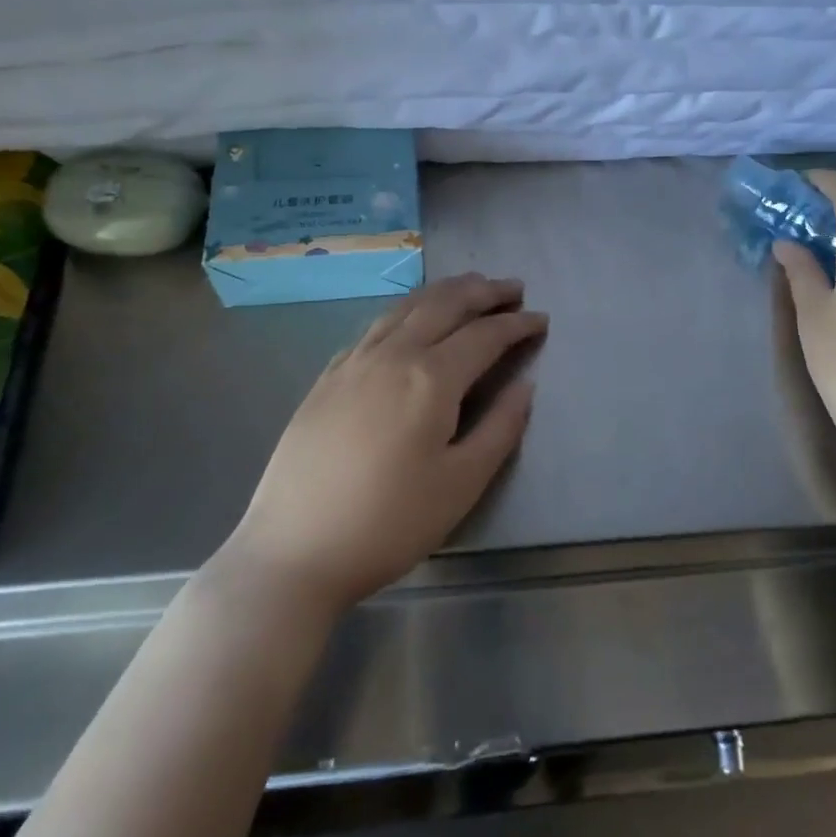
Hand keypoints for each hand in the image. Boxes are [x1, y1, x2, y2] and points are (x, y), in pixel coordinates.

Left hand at [221, 274, 546, 614]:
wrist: (294, 549)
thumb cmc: (389, 523)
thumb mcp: (461, 484)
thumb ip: (500, 428)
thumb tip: (525, 386)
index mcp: (431, 378)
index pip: (484, 335)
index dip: (517, 324)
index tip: (541, 319)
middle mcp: (393, 355)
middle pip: (444, 305)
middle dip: (483, 291)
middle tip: (512, 287)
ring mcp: (354, 362)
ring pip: (406, 307)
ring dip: (444, 291)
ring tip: (469, 287)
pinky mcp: (328, 376)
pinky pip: (375, 325)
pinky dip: (405, 310)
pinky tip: (409, 319)